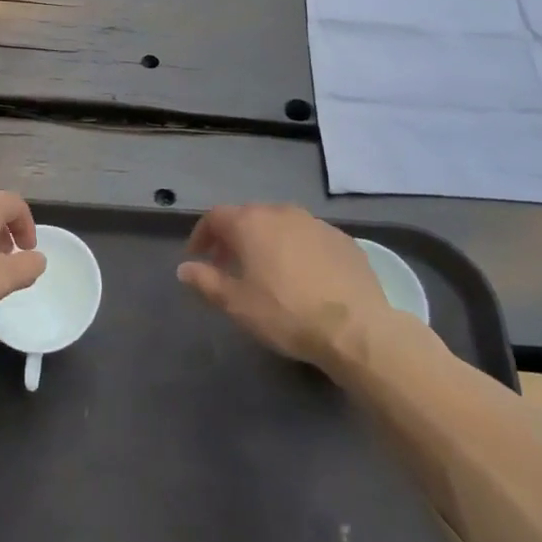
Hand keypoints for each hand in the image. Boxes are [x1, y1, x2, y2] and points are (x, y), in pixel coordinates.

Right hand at [176, 204, 395, 372]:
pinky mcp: (343, 239)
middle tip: (227, 264)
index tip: (197, 256)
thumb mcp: (237, 304)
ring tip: (265, 270)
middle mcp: (282, 213)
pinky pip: (309, 237)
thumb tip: (184, 268)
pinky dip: (296, 249)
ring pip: (281, 224)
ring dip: (266, 241)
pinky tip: (302, 275)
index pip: (215, 216)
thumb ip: (206, 282)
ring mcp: (316, 223)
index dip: (202, 234)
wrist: (356, 328)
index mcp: (251, 223)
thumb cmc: (286, 313)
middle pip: (248, 216)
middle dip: (233, 237)